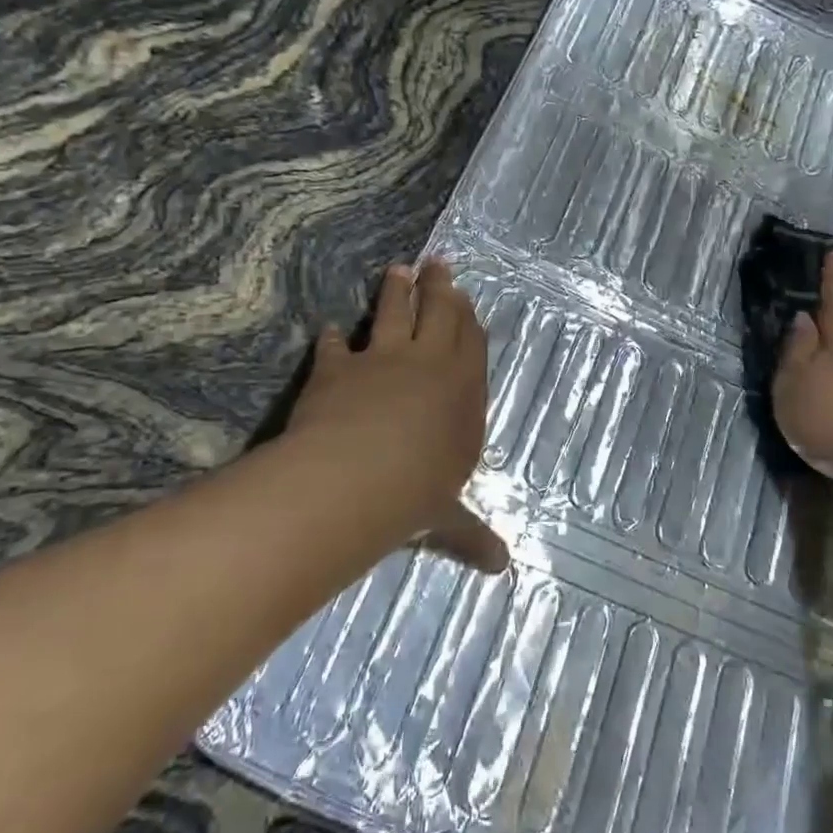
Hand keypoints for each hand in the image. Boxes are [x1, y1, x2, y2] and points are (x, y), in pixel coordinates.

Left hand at [287, 259, 507, 573]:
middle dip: (441, 287)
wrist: (357, 477)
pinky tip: (331, 329)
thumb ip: (471, 534)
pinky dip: (334, 337)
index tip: (466, 297)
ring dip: (397, 290)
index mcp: (462, 391)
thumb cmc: (417, 493)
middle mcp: (427, 365)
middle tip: (438, 263)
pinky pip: (337, 345)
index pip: (471, 343)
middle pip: (439, 313)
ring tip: (399, 269)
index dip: (469, 318)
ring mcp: (382, 360)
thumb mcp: (448, 518)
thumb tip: (502, 568)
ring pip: (394, 313)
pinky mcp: (338, 367)